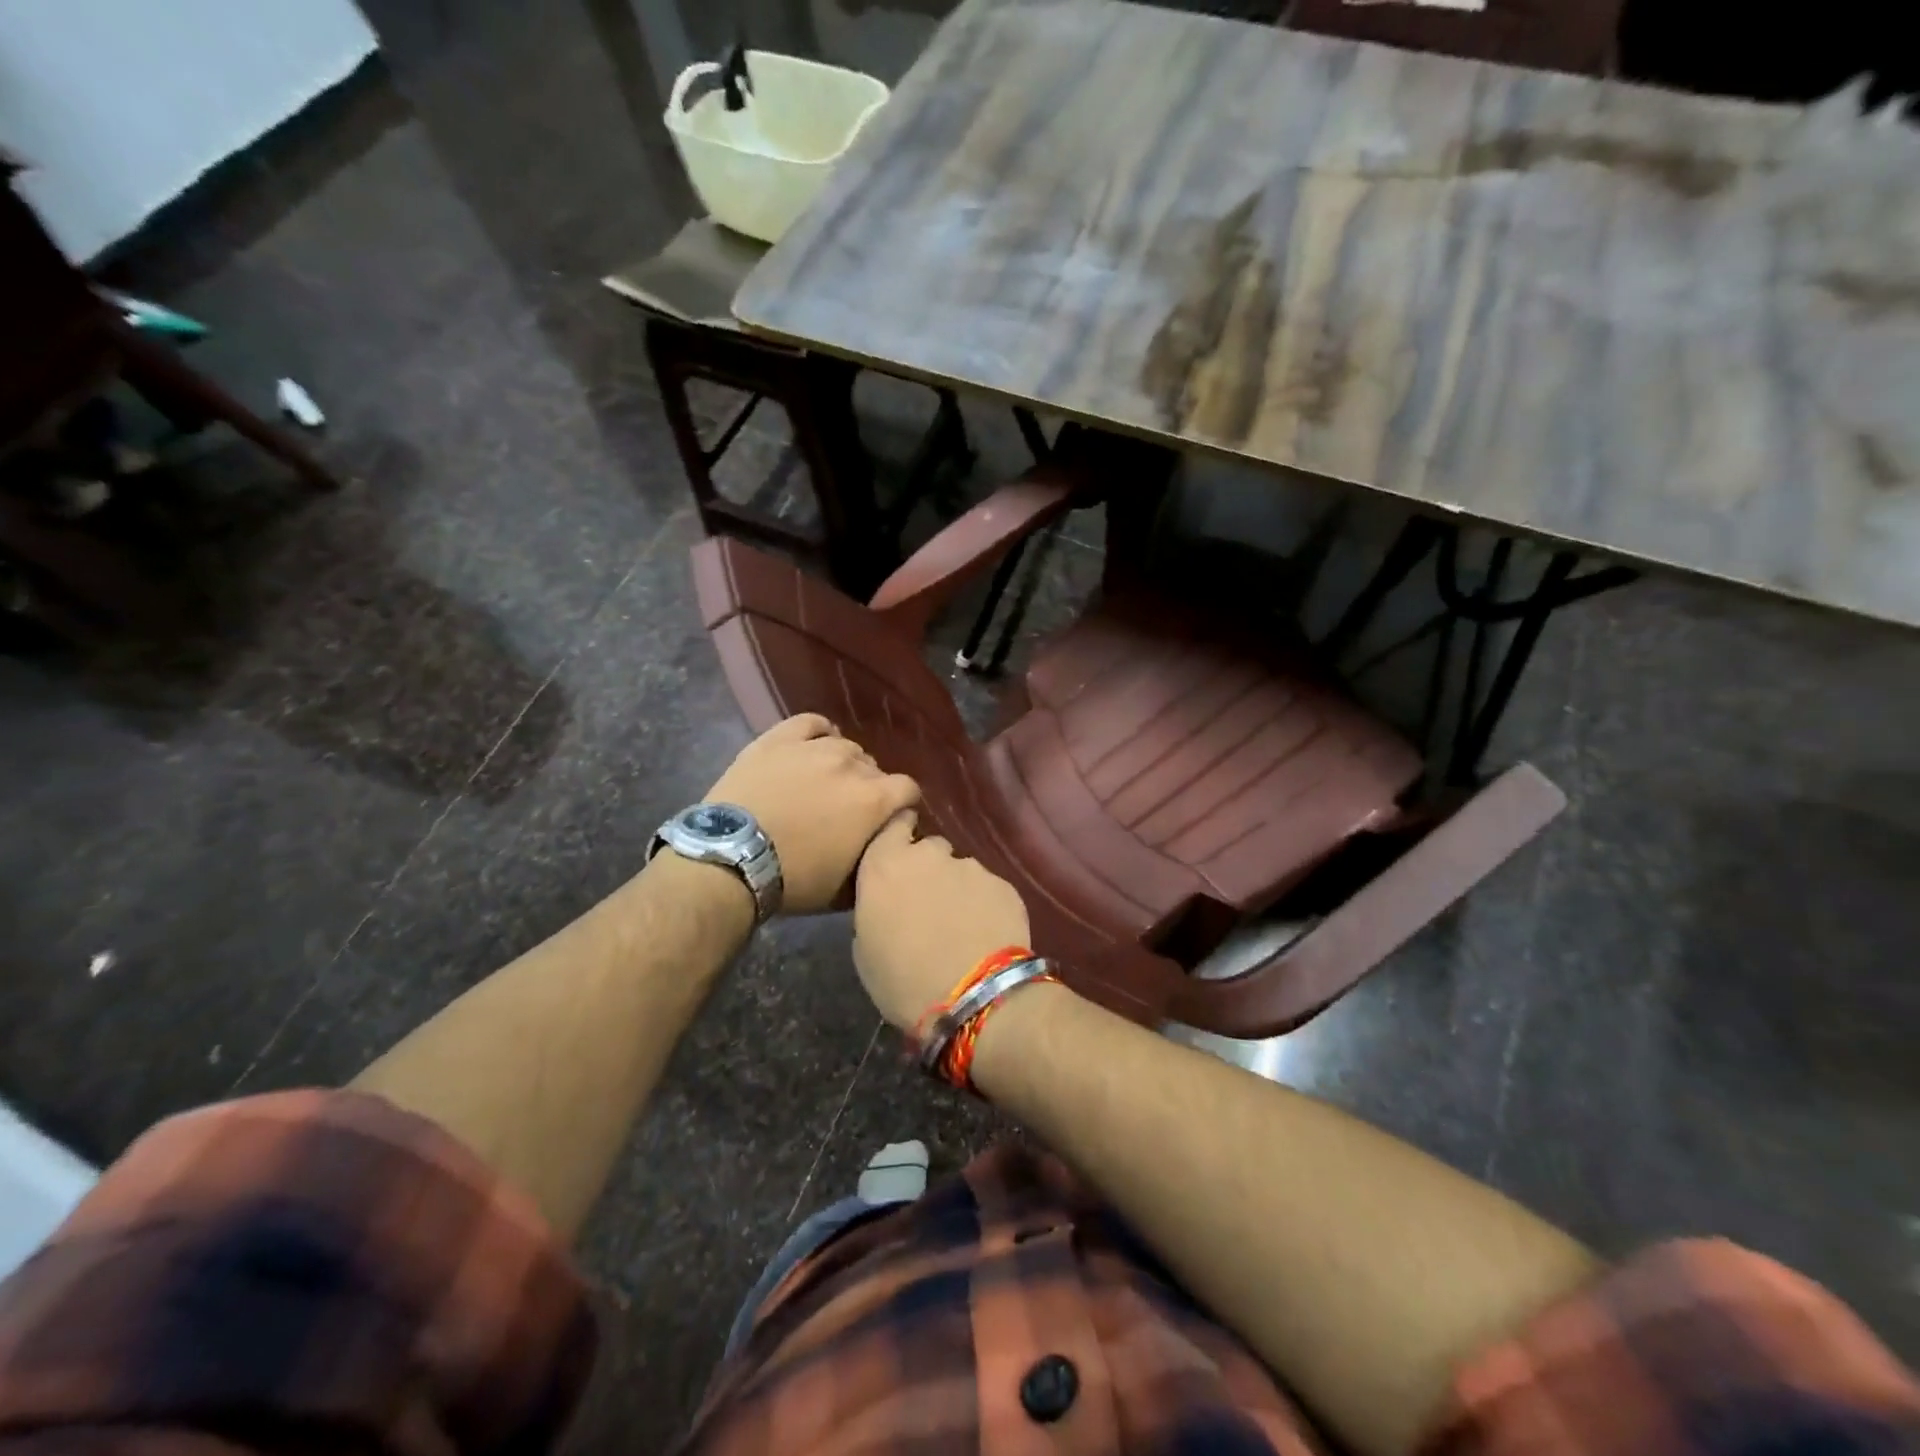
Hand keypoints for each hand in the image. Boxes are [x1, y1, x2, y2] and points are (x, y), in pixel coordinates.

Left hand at [703, 715, 918, 913]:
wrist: (731, 860)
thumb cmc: (794, 880)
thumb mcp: (848, 885)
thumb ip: (876, 854)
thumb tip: (887, 840)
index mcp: (875, 799)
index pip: (908, 789)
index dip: (901, 805)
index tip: (887, 820)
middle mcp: (852, 765)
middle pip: (875, 769)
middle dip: (869, 788)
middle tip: (847, 810)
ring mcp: (815, 747)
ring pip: (845, 746)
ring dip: (843, 764)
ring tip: (824, 782)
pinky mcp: (779, 738)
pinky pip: (811, 723)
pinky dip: (819, 733)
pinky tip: (814, 746)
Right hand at [852, 812, 1031, 1028]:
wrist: (973, 998)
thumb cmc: (902, 981)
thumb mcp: (865, 949)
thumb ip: (876, 908)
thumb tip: (891, 904)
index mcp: (884, 865)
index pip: (893, 826)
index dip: (899, 836)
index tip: (901, 852)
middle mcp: (928, 854)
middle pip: (929, 848)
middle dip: (928, 868)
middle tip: (928, 904)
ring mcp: (970, 866)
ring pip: (961, 870)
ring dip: (957, 889)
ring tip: (961, 925)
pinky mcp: (1003, 884)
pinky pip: (988, 889)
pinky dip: (985, 905)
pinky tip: (985, 934)